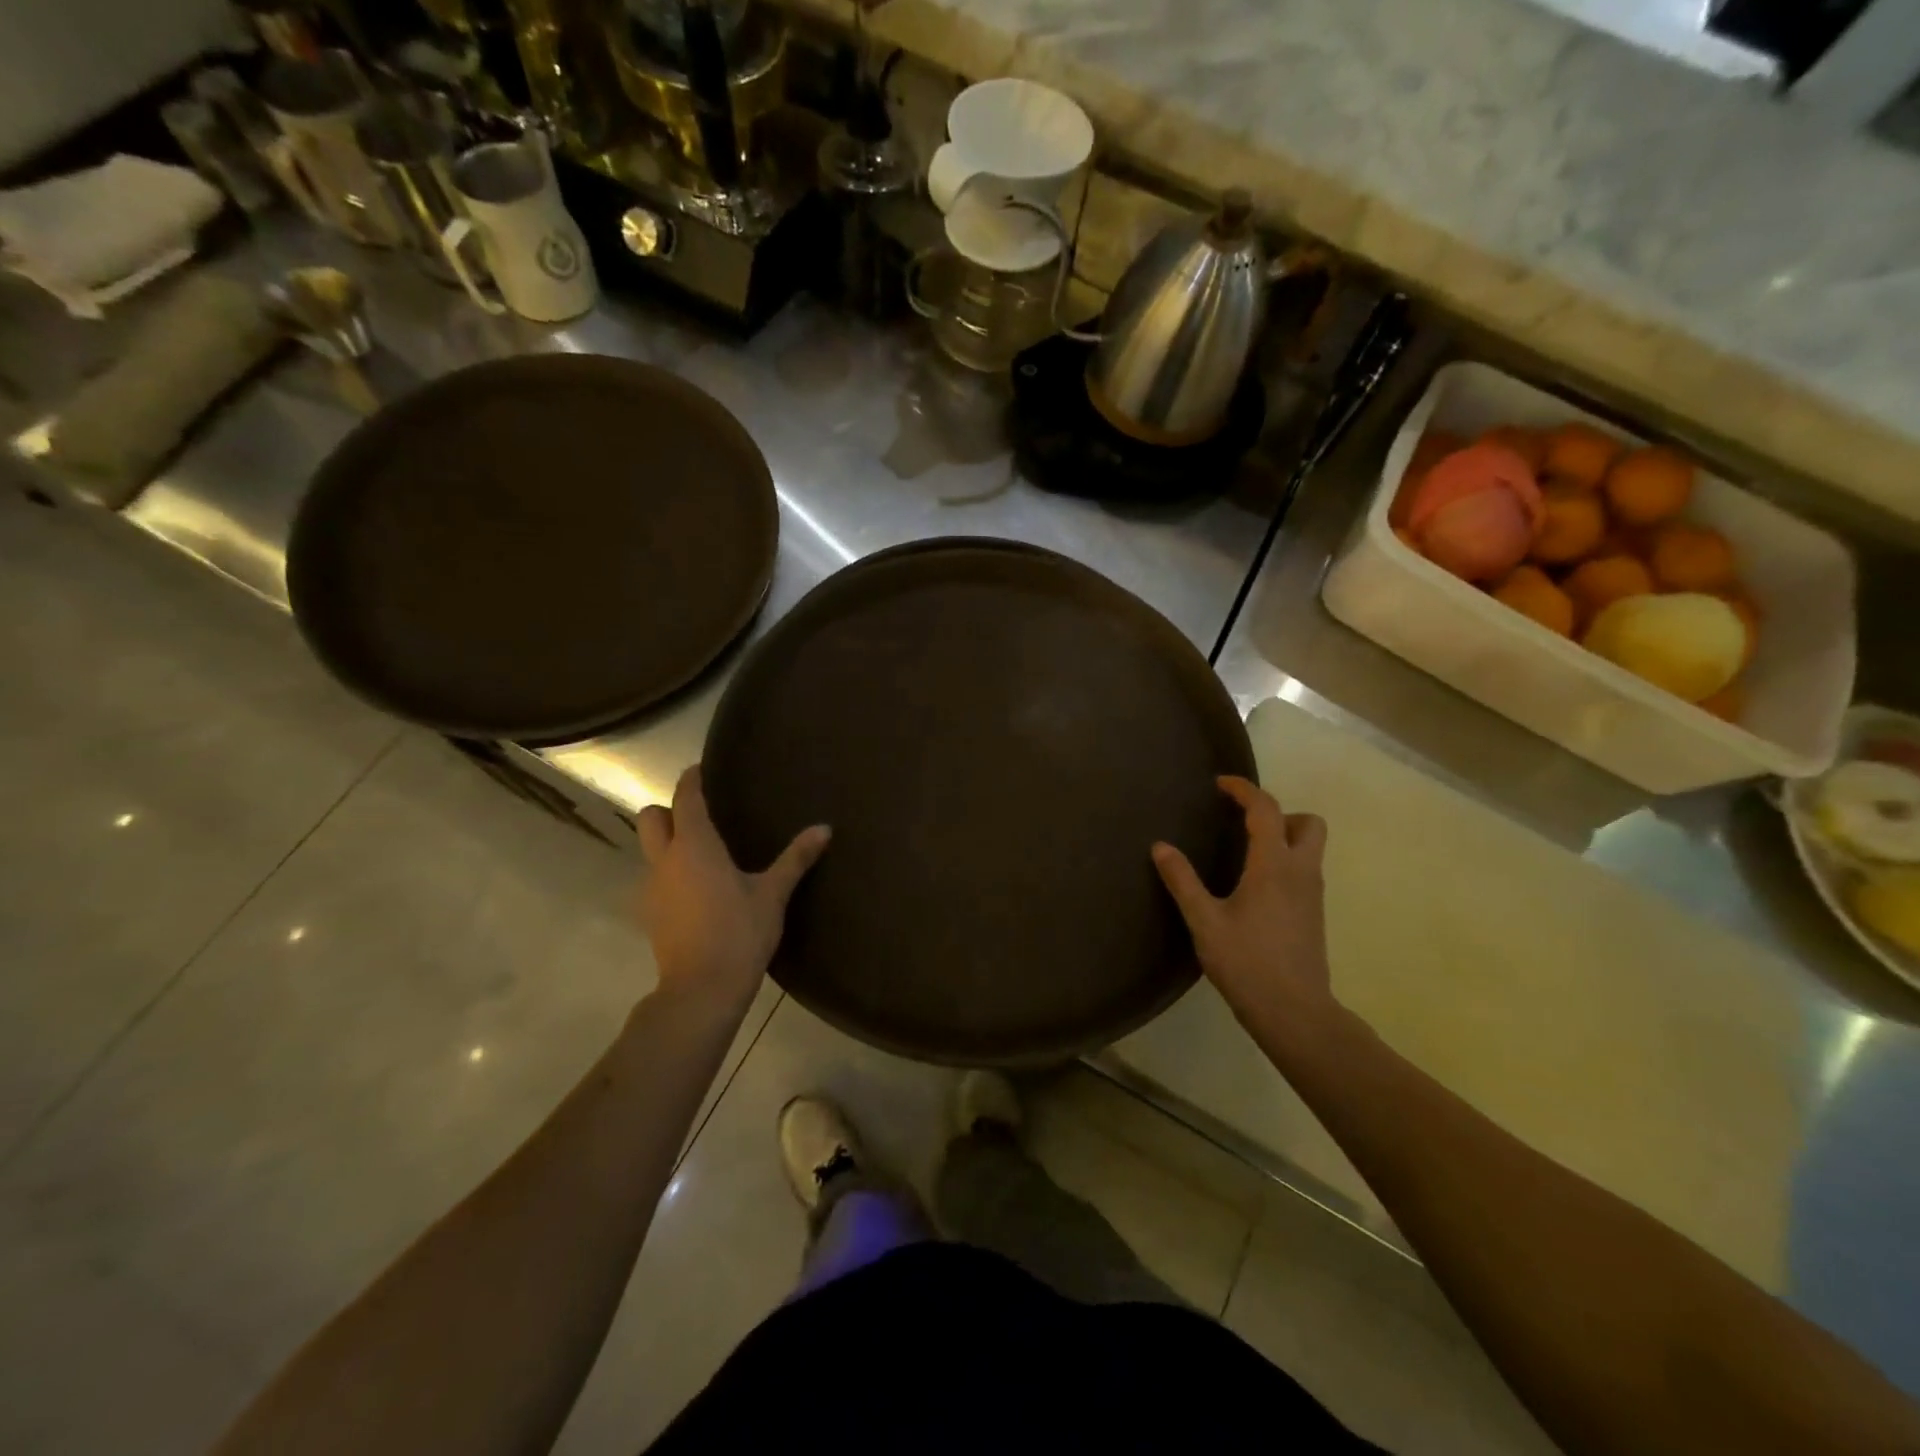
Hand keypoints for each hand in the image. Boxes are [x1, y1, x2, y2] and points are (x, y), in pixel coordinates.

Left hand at [635, 766, 829, 1012]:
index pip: (686, 799)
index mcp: (695, 846)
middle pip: (650, 818)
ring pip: (649, 850)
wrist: (701, 990)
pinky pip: (655, 877)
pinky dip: (671, 872)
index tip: (700, 769)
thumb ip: (796, 858)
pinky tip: (697, 889)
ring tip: (703, 854)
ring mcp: (652, 888)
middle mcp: (666, 860)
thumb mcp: (772, 894)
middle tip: (699, 814)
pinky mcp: (650, 913)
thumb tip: (824, 829)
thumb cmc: (739, 933)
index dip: (691, 780)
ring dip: (668, 842)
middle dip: (668, 809)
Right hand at [1152, 777, 1334, 1026]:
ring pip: (1311, 847)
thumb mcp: (1204, 921)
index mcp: (1274, 865)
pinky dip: (1285, 861)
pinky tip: (1255, 885)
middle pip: (1308, 822)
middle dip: (1279, 812)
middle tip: (1243, 823)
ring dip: (1284, 836)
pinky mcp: (1314, 914)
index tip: (1220, 784)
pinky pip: (1305, 870)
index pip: (1266, 809)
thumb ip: (1182, 880)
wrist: (1294, 1012)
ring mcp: (1312, 894)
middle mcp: (1301, 871)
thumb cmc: (1246, 963)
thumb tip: (1161, 846)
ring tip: (1244, 851)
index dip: (1244, 790)